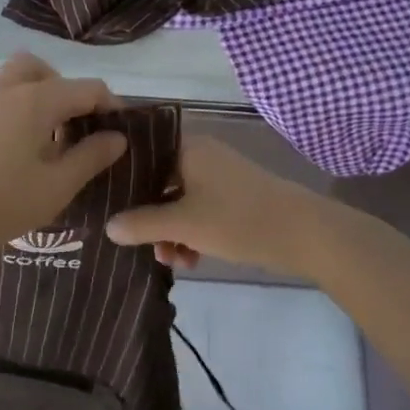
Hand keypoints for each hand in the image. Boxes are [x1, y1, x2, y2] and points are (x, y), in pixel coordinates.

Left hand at [0, 53, 126, 258]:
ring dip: (42, 94)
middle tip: (80, 124)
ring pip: (20, 78)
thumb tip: (117, 137)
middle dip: (68, 89)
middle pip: (45, 70)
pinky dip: (23, 105)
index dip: (110, 105)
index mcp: (36, 99)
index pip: (87, 88)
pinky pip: (5, 95)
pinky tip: (31, 143)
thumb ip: (91, 155)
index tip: (122, 131)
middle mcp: (10, 89)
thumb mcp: (59, 184)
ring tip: (56, 133)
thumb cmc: (7, 200)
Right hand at [106, 136, 324, 276]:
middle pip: (158, 183)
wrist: (305, 234)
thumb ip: (142, 224)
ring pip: (179, 202)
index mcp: (187, 148)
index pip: (141, 155)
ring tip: (171, 261)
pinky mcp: (233, 199)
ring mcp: (219, 177)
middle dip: (148, 218)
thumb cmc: (237, 219)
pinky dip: (191, 233)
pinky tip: (191, 261)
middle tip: (141, 245)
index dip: (122, 180)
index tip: (105, 203)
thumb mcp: (184, 225)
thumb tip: (108, 227)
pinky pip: (199, 211)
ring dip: (170, 232)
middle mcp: (201, 156)